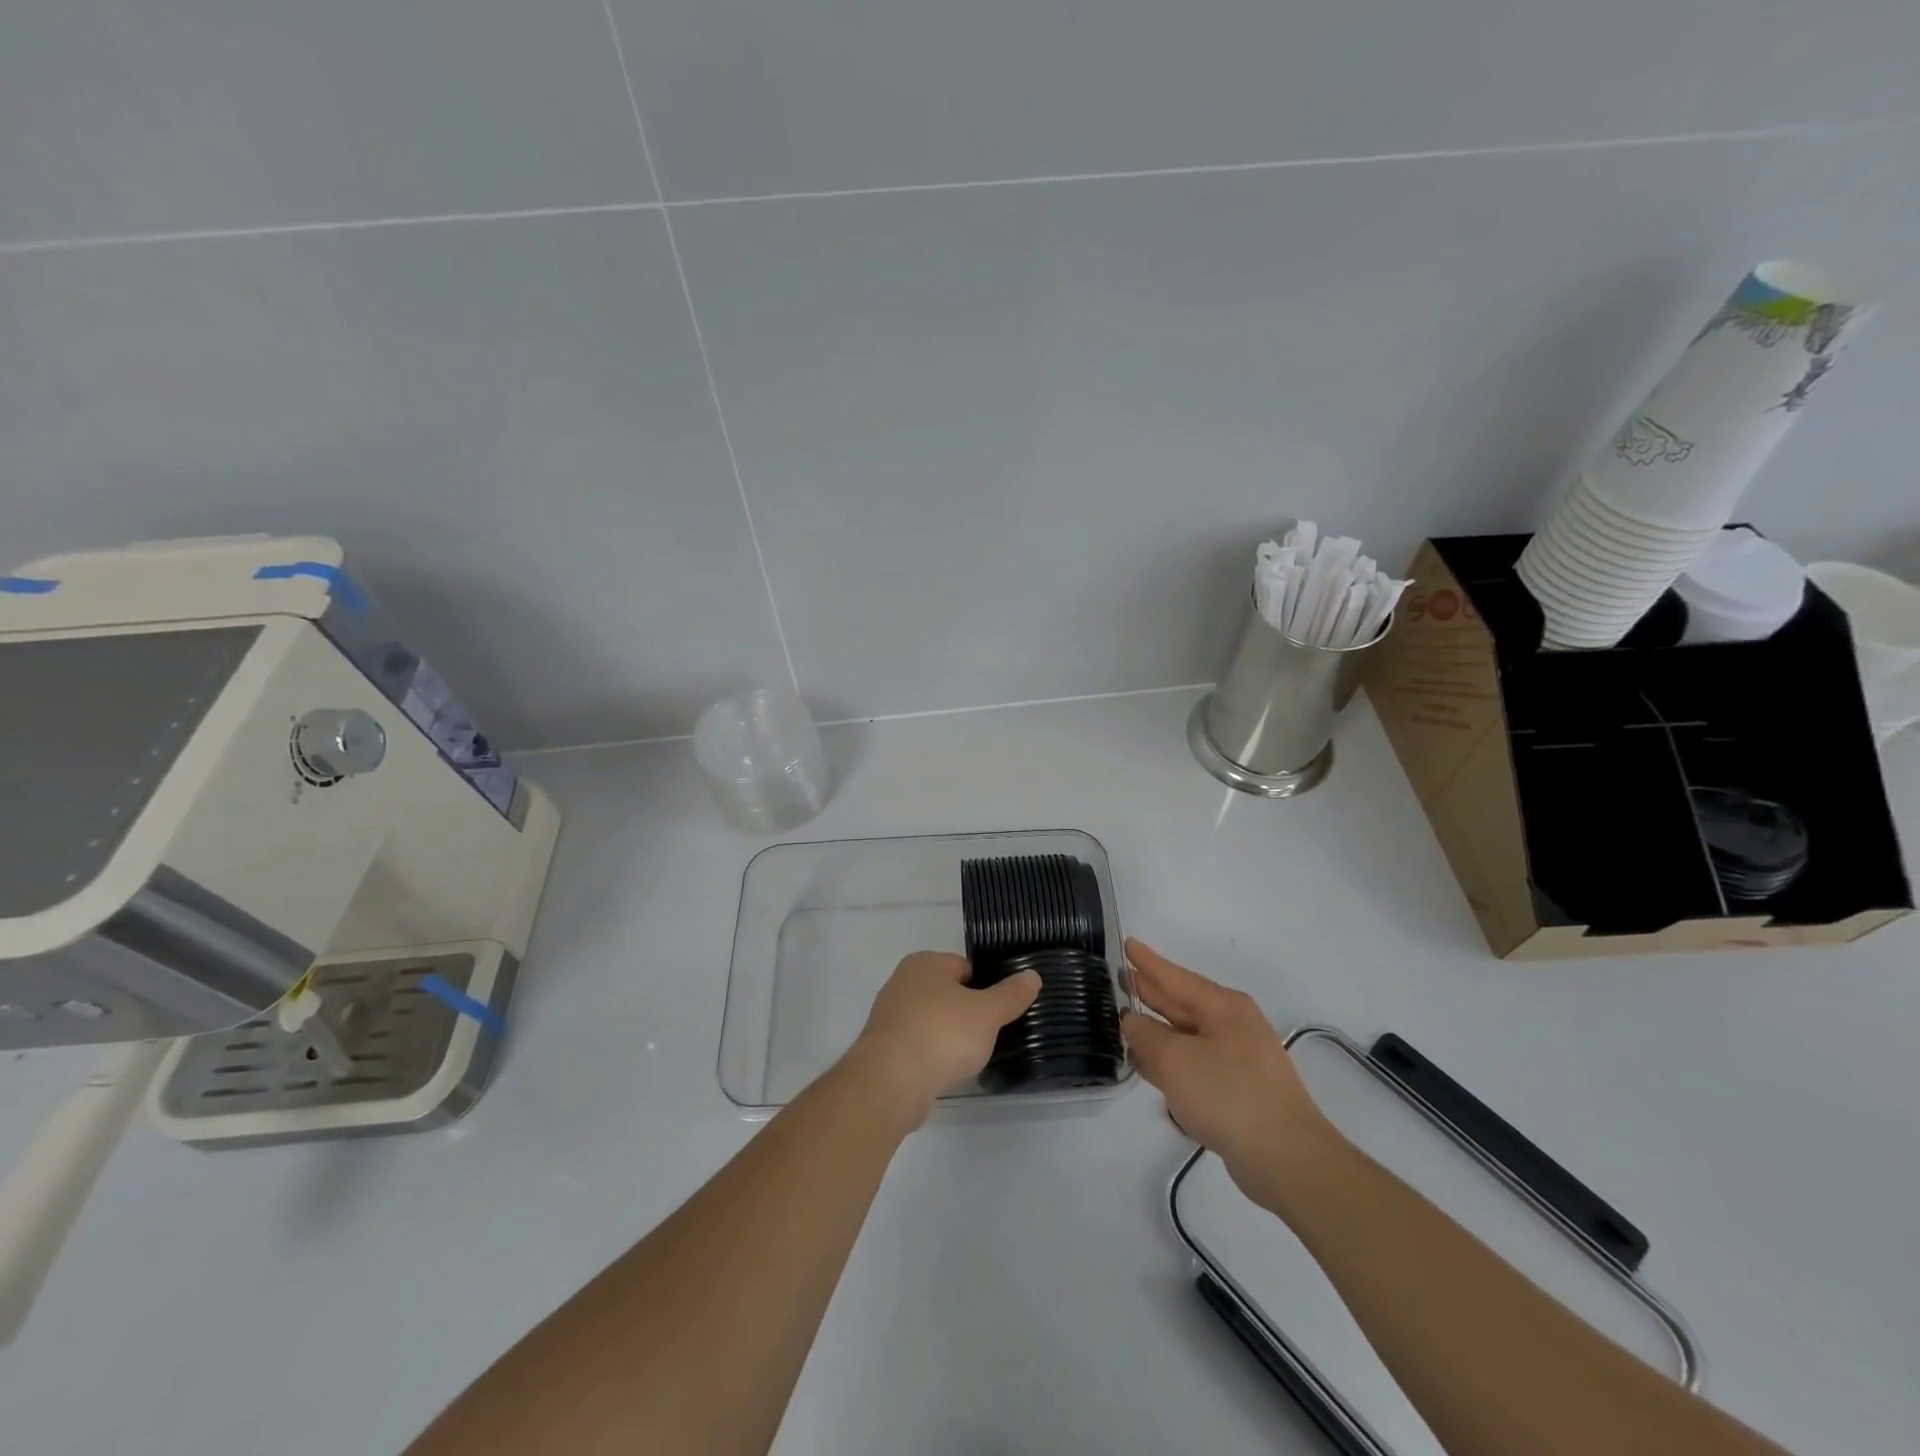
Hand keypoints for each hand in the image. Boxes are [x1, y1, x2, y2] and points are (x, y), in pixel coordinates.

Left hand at [845, 952, 1040, 1130]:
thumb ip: (1011, 994)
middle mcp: (903, 982)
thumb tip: (1032, 975)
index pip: (965, 967)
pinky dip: (933, 1055)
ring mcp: (890, 1016)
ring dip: (950, 1036)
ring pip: (933, 1020)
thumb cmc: (941, 1034)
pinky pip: (919, 1045)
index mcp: (925, 963)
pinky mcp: (884, 1048)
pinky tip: (946, 1072)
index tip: (1002, 1011)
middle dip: (969, 1013)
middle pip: (948, 993)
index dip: (987, 987)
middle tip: (990, 1035)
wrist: (890, 1082)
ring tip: (970, 1057)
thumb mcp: (987, 1013)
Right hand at [1120, 939, 1331, 1202]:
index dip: (1147, 961)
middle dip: (1150, 993)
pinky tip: (1148, 1067)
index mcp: (1224, 1007)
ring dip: (1157, 1031)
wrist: (1287, 1159)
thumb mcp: (1175, 1061)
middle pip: (1181, 1004)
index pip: (1175, 976)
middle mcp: (1233, 1026)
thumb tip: (1131, 1022)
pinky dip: (1171, 1062)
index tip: (1127, 942)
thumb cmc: (1229, 1095)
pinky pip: (1194, 1064)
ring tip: (1123, 1023)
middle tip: (1116, 980)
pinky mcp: (1237, 1091)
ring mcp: (1238, 1059)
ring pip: (1186, 1036)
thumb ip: (1145, 1036)